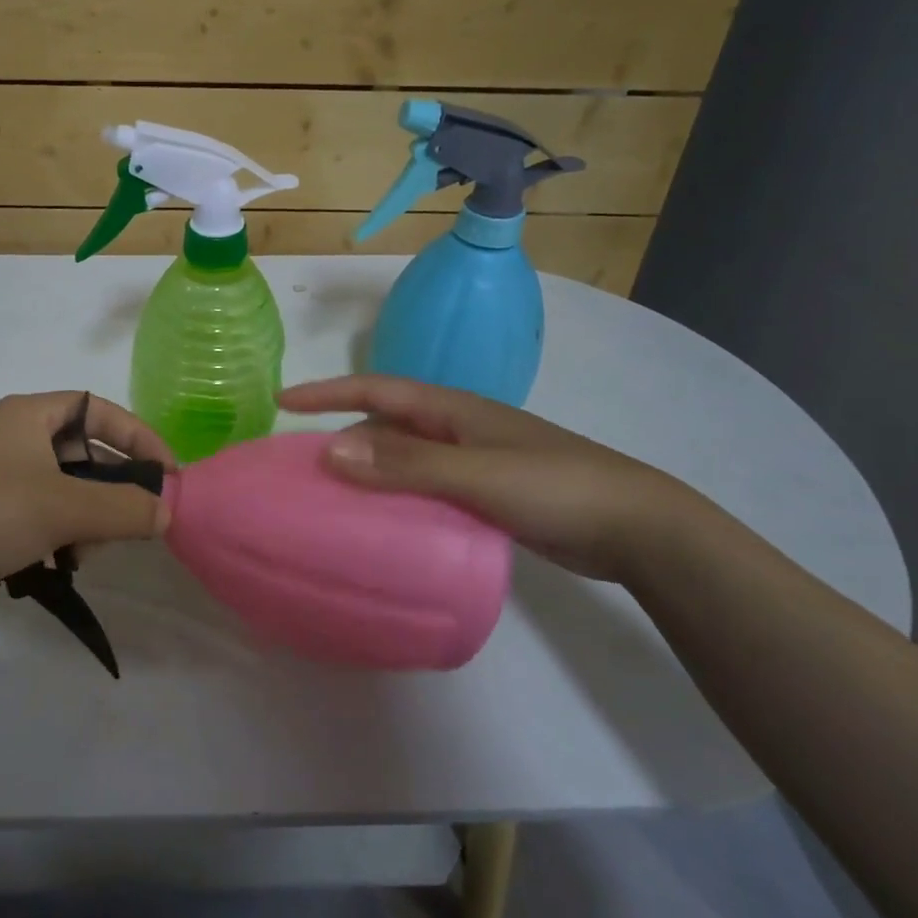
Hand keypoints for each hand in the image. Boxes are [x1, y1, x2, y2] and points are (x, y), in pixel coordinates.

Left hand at [0, 392, 173, 587]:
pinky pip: (35, 517)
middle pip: (83, 454)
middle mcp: (12, 436)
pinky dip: (52, 538)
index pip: (101, 410)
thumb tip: (168, 512)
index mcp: (30, 414)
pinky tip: (49, 568)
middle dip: (110, 492)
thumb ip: (124, 508)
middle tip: (124, 528)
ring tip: (78, 557)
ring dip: (83, 523)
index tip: (168, 476)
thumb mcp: (64, 507)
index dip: (139, 438)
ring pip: (62, 492)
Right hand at [277, 374, 705, 583]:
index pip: (376, 390)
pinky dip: (393, 497)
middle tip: (298, 463)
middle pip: (385, 423)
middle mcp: (456, 428)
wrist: (635, 528)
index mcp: (452, 409)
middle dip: (340, 434)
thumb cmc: (554, 487)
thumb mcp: (476, 473)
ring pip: (402, 458)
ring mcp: (471, 461)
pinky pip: (421, 487)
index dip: (328, 392)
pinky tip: (378, 523)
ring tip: (327, 495)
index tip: (282, 401)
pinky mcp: (482, 494)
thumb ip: (405, 464)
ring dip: (366, 469)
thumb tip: (330, 450)